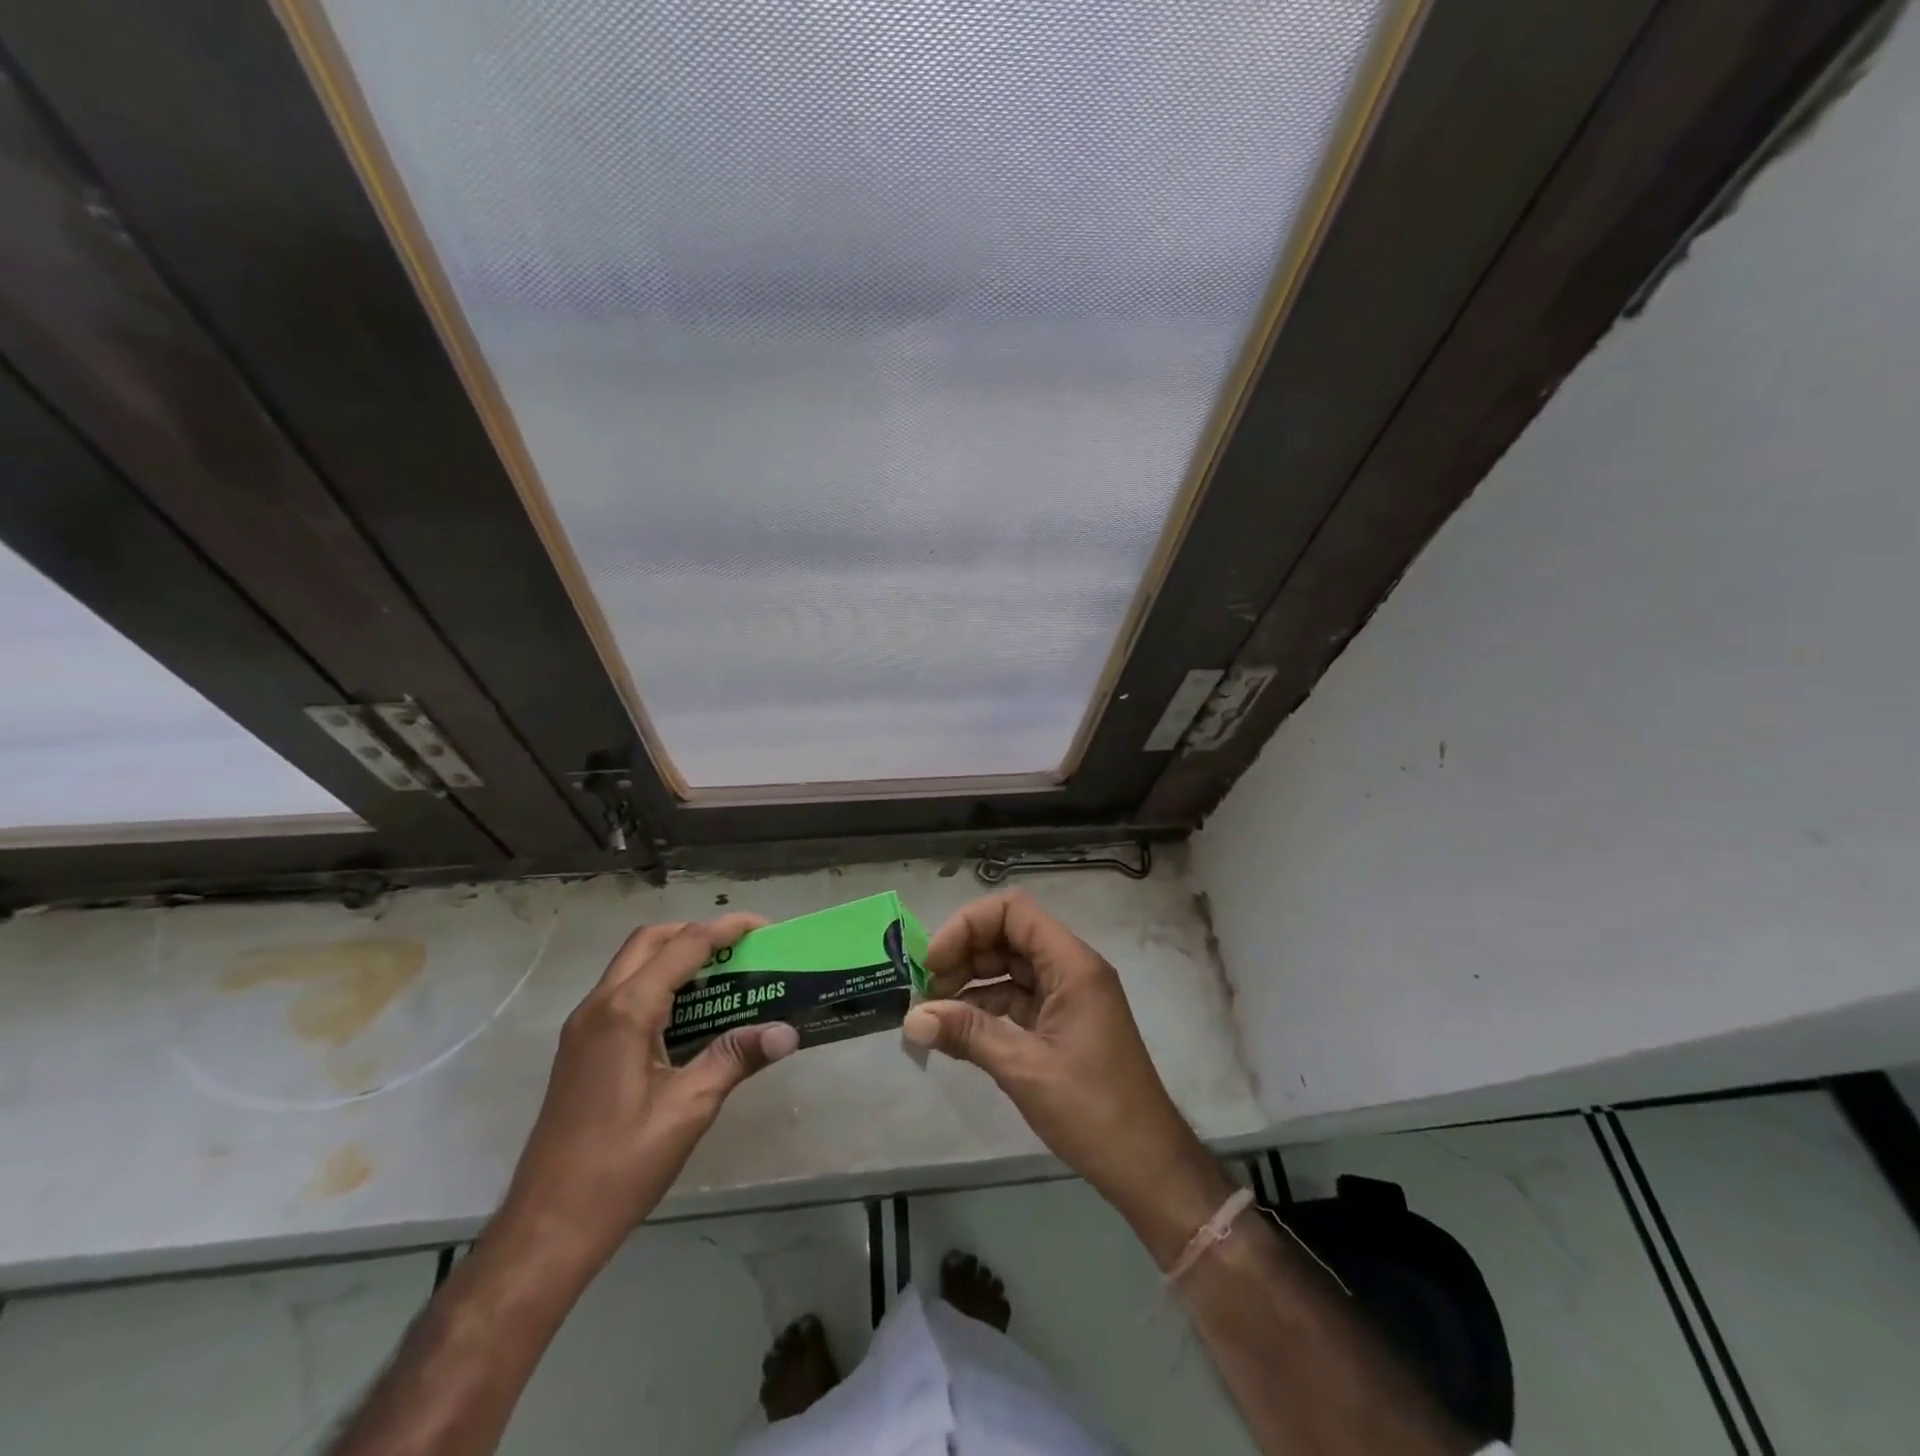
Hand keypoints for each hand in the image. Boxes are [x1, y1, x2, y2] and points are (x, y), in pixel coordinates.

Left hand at [494, 915, 797, 1272]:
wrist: (546, 1228)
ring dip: (675, 956)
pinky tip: (688, 1016)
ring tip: (722, 975)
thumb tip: (787, 1031)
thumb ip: (736, 1057)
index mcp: (626, 1012)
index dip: (727, 929)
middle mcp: (599, 1006)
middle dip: (697, 933)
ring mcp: (583, 1027)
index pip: (685, 946)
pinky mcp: (580, 1049)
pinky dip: (658, 983)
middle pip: (650, 941)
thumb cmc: (620, 1167)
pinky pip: (622, 992)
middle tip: (740, 949)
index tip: (765, 927)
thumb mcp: (688, 1109)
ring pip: (632, 964)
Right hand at [903, 890, 1235, 1266]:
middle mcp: (1072, 968)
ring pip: (1012, 966)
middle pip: (1009, 934)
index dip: (968, 926)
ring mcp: (1069, 995)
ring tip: (933, 1010)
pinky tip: (957, 1028)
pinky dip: (987, 1005)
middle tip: (926, 990)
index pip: (1013, 911)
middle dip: (964, 954)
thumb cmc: (1093, 1110)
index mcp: (1072, 964)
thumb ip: (968, 1033)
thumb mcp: (1024, 1069)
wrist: (1148, 1166)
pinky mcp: (1064, 1022)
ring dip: (971, 980)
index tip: (934, 962)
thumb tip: (912, 1018)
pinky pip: (1019, 996)